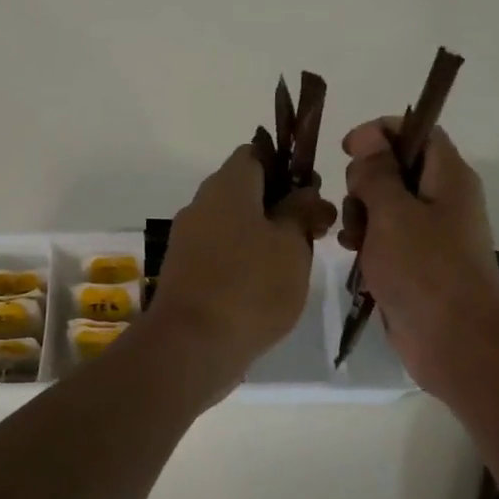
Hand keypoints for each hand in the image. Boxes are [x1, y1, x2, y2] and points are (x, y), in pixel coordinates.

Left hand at [148, 145, 337, 383]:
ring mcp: (188, 239)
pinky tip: (267, 286)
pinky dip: (244, 260)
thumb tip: (306, 192)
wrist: (192, 345)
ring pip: (234, 223)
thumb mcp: (292, 244)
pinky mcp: (185, 272)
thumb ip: (302, 211)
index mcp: (227, 185)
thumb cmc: (251, 285)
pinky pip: (220, 252)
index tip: (312, 193)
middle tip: (314, 231)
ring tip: (296, 262)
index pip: (256, 153)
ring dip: (264, 235)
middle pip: (245, 190)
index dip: (287, 166)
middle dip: (280, 205)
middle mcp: (201, 204)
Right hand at [339, 119, 498, 393]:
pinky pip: (386, 238)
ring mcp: (430, 234)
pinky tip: (353, 254)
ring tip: (352, 238)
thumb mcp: (393, 212)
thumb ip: (376, 173)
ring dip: (361, 214)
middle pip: (397, 168)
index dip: (381, 133)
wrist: (456, 342)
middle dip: (365, 180)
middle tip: (356, 204)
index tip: (348, 148)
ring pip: (386, 205)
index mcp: (448, 176)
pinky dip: (366, 241)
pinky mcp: (417, 264)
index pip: (417, 131)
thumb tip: (369, 141)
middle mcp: (443, 199)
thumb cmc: (425, 269)